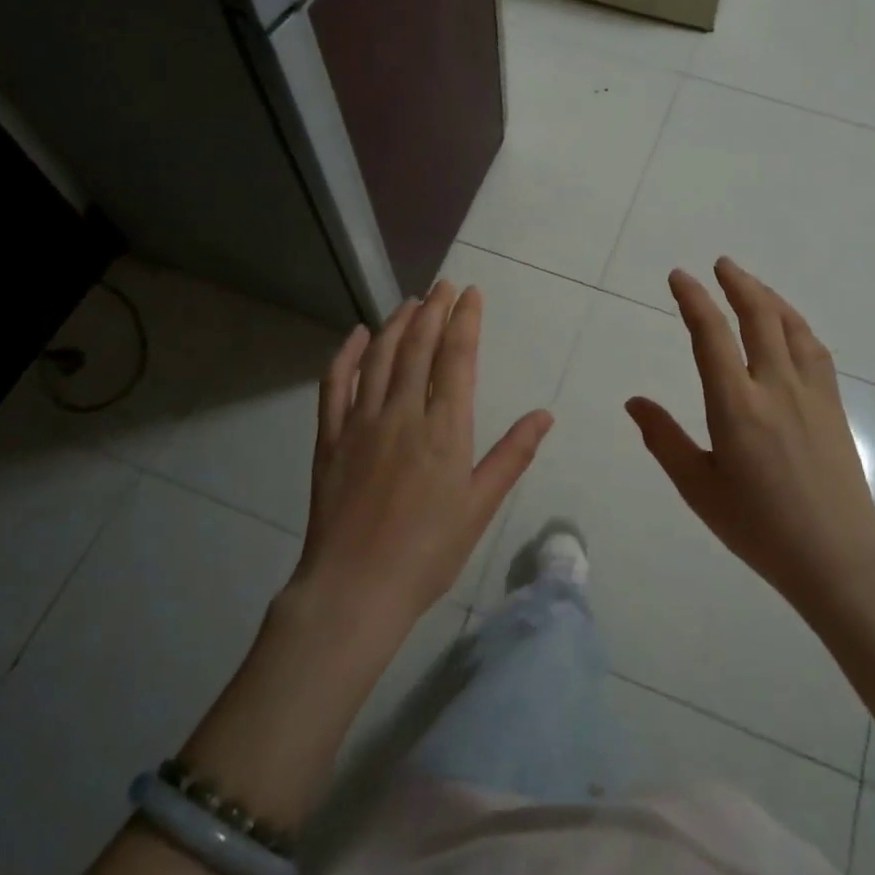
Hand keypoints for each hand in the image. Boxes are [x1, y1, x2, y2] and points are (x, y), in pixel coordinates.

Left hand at [287, 282, 554, 644]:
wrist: (355, 589)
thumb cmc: (428, 552)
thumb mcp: (480, 506)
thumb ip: (512, 455)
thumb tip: (544, 414)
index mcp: (444, 429)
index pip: (457, 358)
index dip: (465, 320)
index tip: (470, 293)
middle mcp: (402, 413)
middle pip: (419, 347)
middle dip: (434, 310)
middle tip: (443, 285)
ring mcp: (361, 422)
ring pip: (380, 357)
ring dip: (397, 324)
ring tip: (411, 302)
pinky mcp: (331, 438)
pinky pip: (335, 384)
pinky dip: (346, 355)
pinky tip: (358, 335)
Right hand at [625, 258, 874, 626]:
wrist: (839, 556)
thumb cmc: (759, 527)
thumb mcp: (698, 488)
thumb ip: (663, 439)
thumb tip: (634, 402)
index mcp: (737, 406)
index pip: (712, 336)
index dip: (694, 300)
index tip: (679, 277)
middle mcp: (775, 387)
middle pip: (758, 317)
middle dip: (736, 284)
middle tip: (719, 264)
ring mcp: (811, 393)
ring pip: (791, 326)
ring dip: (768, 297)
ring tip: (751, 285)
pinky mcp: (833, 405)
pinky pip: (814, 349)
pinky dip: (795, 325)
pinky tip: (790, 327)